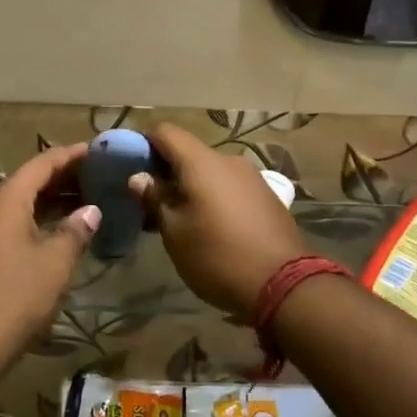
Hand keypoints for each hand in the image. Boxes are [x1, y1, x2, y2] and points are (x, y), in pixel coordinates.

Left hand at [0, 143, 100, 377]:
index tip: (100, 152)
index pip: (42, 163)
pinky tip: (58, 237)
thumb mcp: (54, 263)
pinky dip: (37, 223)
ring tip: (86, 205)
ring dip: (51, 203)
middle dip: (64, 179)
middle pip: (29, 182)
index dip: (72, 156)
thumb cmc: (14, 297)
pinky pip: (10, 226)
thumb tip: (91, 210)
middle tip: (99, 179)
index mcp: (6, 199)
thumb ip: (75, 231)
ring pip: (19, 206)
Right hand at [130, 123, 308, 321]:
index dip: (144, 144)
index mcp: (202, 162)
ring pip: (210, 172)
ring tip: (179, 220)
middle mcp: (228, 161)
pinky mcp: (266, 197)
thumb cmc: (217, 256)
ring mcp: (251, 177)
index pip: (166, 132)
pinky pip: (230, 187)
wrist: (283, 284)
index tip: (132, 167)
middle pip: (189, 152)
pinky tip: (209, 227)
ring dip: (191, 187)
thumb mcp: (175, 232)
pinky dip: (213, 198)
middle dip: (166, 171)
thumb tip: (139, 177)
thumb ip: (155, 199)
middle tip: (151, 202)